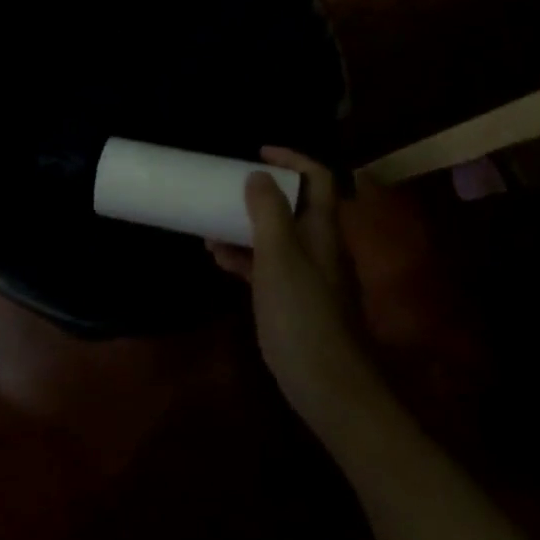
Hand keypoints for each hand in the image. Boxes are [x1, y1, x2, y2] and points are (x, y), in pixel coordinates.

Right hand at [209, 148, 381, 428]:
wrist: (328, 386)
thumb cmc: (302, 314)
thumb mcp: (279, 256)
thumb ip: (268, 212)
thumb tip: (259, 176)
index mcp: (322, 230)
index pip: (317, 178)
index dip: (292, 159)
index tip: (257, 153)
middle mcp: (320, 247)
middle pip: (295, 206)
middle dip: (261, 193)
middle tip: (228, 188)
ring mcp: (309, 276)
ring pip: (278, 237)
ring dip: (247, 226)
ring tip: (211, 225)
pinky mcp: (295, 302)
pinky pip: (269, 266)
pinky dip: (246, 257)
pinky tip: (220, 261)